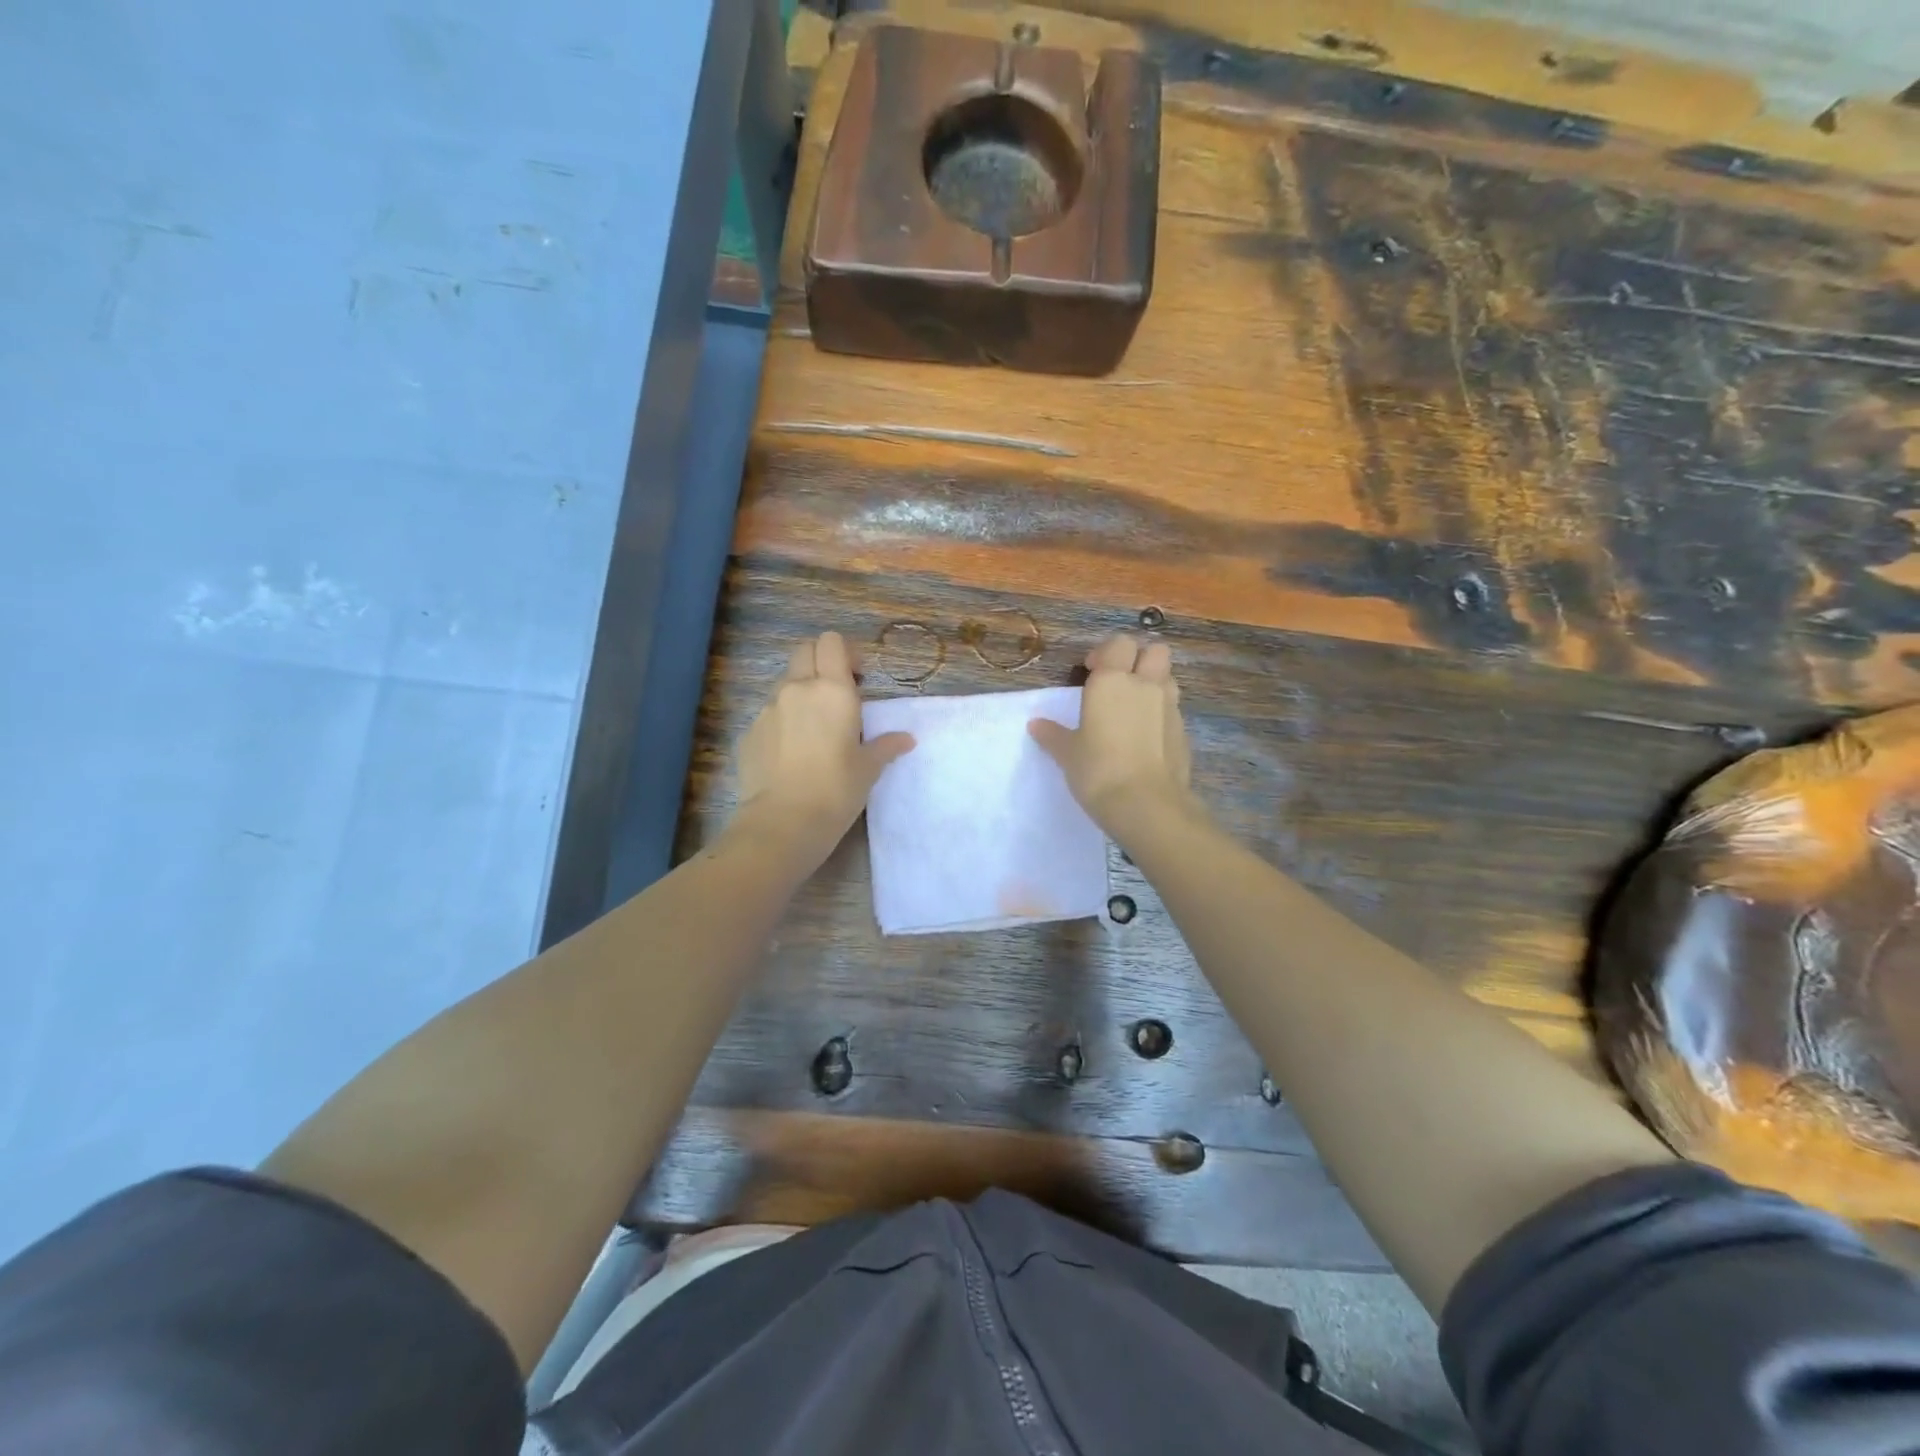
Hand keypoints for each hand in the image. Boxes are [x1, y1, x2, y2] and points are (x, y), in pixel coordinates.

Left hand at [729, 632, 913, 864]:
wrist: (782, 822)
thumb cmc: (836, 790)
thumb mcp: (868, 769)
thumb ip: (885, 746)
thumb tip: (906, 739)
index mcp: (832, 690)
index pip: (832, 642)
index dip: (845, 652)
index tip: (858, 678)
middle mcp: (797, 689)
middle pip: (805, 650)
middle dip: (821, 661)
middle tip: (837, 693)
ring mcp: (768, 708)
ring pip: (785, 681)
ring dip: (801, 690)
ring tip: (814, 726)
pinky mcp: (749, 731)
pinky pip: (769, 712)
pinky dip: (782, 719)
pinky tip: (791, 751)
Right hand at [1029, 635, 1197, 838]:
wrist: (1146, 804)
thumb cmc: (1098, 770)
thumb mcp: (1067, 753)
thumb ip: (1053, 734)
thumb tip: (1036, 724)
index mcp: (1113, 681)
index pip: (1119, 644)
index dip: (1106, 653)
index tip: (1091, 671)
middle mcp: (1145, 685)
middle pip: (1155, 651)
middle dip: (1139, 658)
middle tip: (1119, 681)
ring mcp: (1170, 707)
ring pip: (1168, 677)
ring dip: (1154, 682)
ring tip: (1134, 706)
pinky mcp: (1183, 732)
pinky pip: (1173, 709)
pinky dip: (1162, 713)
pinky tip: (1145, 736)